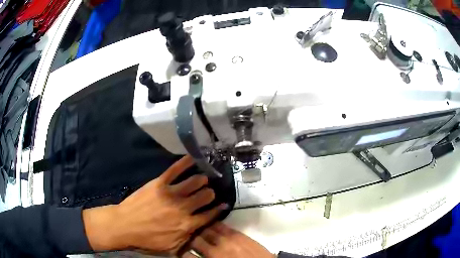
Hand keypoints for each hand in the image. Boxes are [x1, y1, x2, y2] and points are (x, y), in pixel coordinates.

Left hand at [83, 155, 227, 254]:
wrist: (125, 226)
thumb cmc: (147, 239)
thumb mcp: (171, 248)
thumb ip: (188, 240)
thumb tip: (200, 230)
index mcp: (187, 225)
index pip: (210, 214)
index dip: (218, 209)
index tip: (223, 204)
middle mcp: (183, 208)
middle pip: (205, 196)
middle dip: (210, 194)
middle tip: (208, 192)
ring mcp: (171, 194)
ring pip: (194, 182)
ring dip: (201, 180)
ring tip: (202, 179)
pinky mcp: (159, 183)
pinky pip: (175, 170)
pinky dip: (185, 162)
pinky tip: (192, 157)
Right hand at [184, 222, 273, 257]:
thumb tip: (193, 256)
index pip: (188, 254)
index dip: (182, 251)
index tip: (180, 249)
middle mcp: (216, 249)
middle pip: (195, 239)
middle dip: (189, 237)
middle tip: (186, 235)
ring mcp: (227, 240)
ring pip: (207, 229)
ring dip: (199, 228)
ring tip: (195, 226)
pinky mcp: (238, 234)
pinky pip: (221, 225)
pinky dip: (213, 224)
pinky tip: (210, 222)